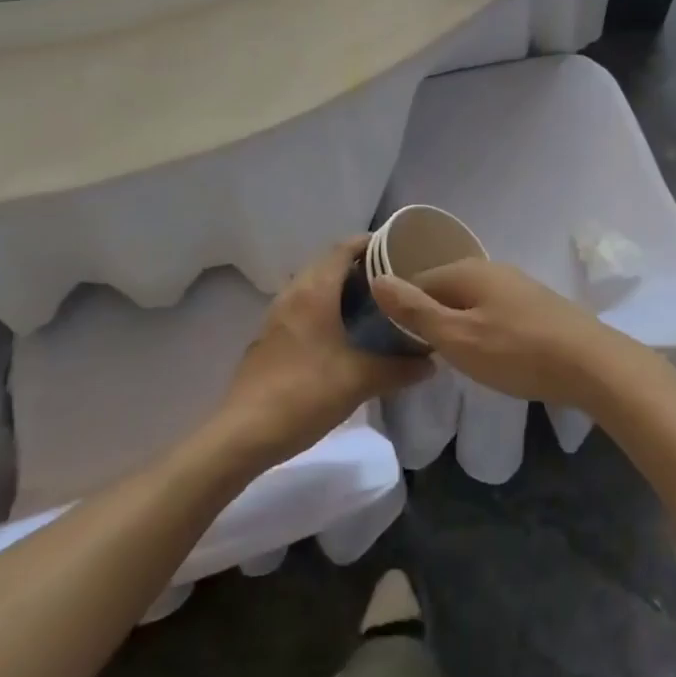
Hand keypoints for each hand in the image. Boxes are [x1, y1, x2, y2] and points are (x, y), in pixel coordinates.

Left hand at [217, 237, 430, 467]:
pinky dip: (326, 306)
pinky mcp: (271, 336)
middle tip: (394, 279)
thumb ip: (399, 368)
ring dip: (341, 287)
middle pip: (329, 263)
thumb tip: (431, 362)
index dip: (371, 243)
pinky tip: (344, 332)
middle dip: (360, 265)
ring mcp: (277, 314)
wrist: (244, 433)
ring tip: (374, 303)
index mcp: (314, 290)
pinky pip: (304, 306)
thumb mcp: (359, 380)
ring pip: (314, 285)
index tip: (400, 249)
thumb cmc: (305, 394)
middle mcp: (294, 292)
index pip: (343, 248)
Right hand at [370, 260, 640, 408]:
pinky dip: (482, 327)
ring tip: (452, 357)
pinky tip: (489, 352)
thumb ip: (416, 311)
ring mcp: (516, 284)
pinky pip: (494, 310)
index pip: (417, 281)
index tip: (395, 342)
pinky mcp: (535, 304)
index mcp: (466, 271)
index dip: (401, 309)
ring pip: (470, 300)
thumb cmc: (516, 352)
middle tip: (423, 354)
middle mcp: (490, 268)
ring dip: (457, 323)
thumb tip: (377, 279)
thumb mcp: (457, 337)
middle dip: (430, 316)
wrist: (591, 364)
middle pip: (445, 288)